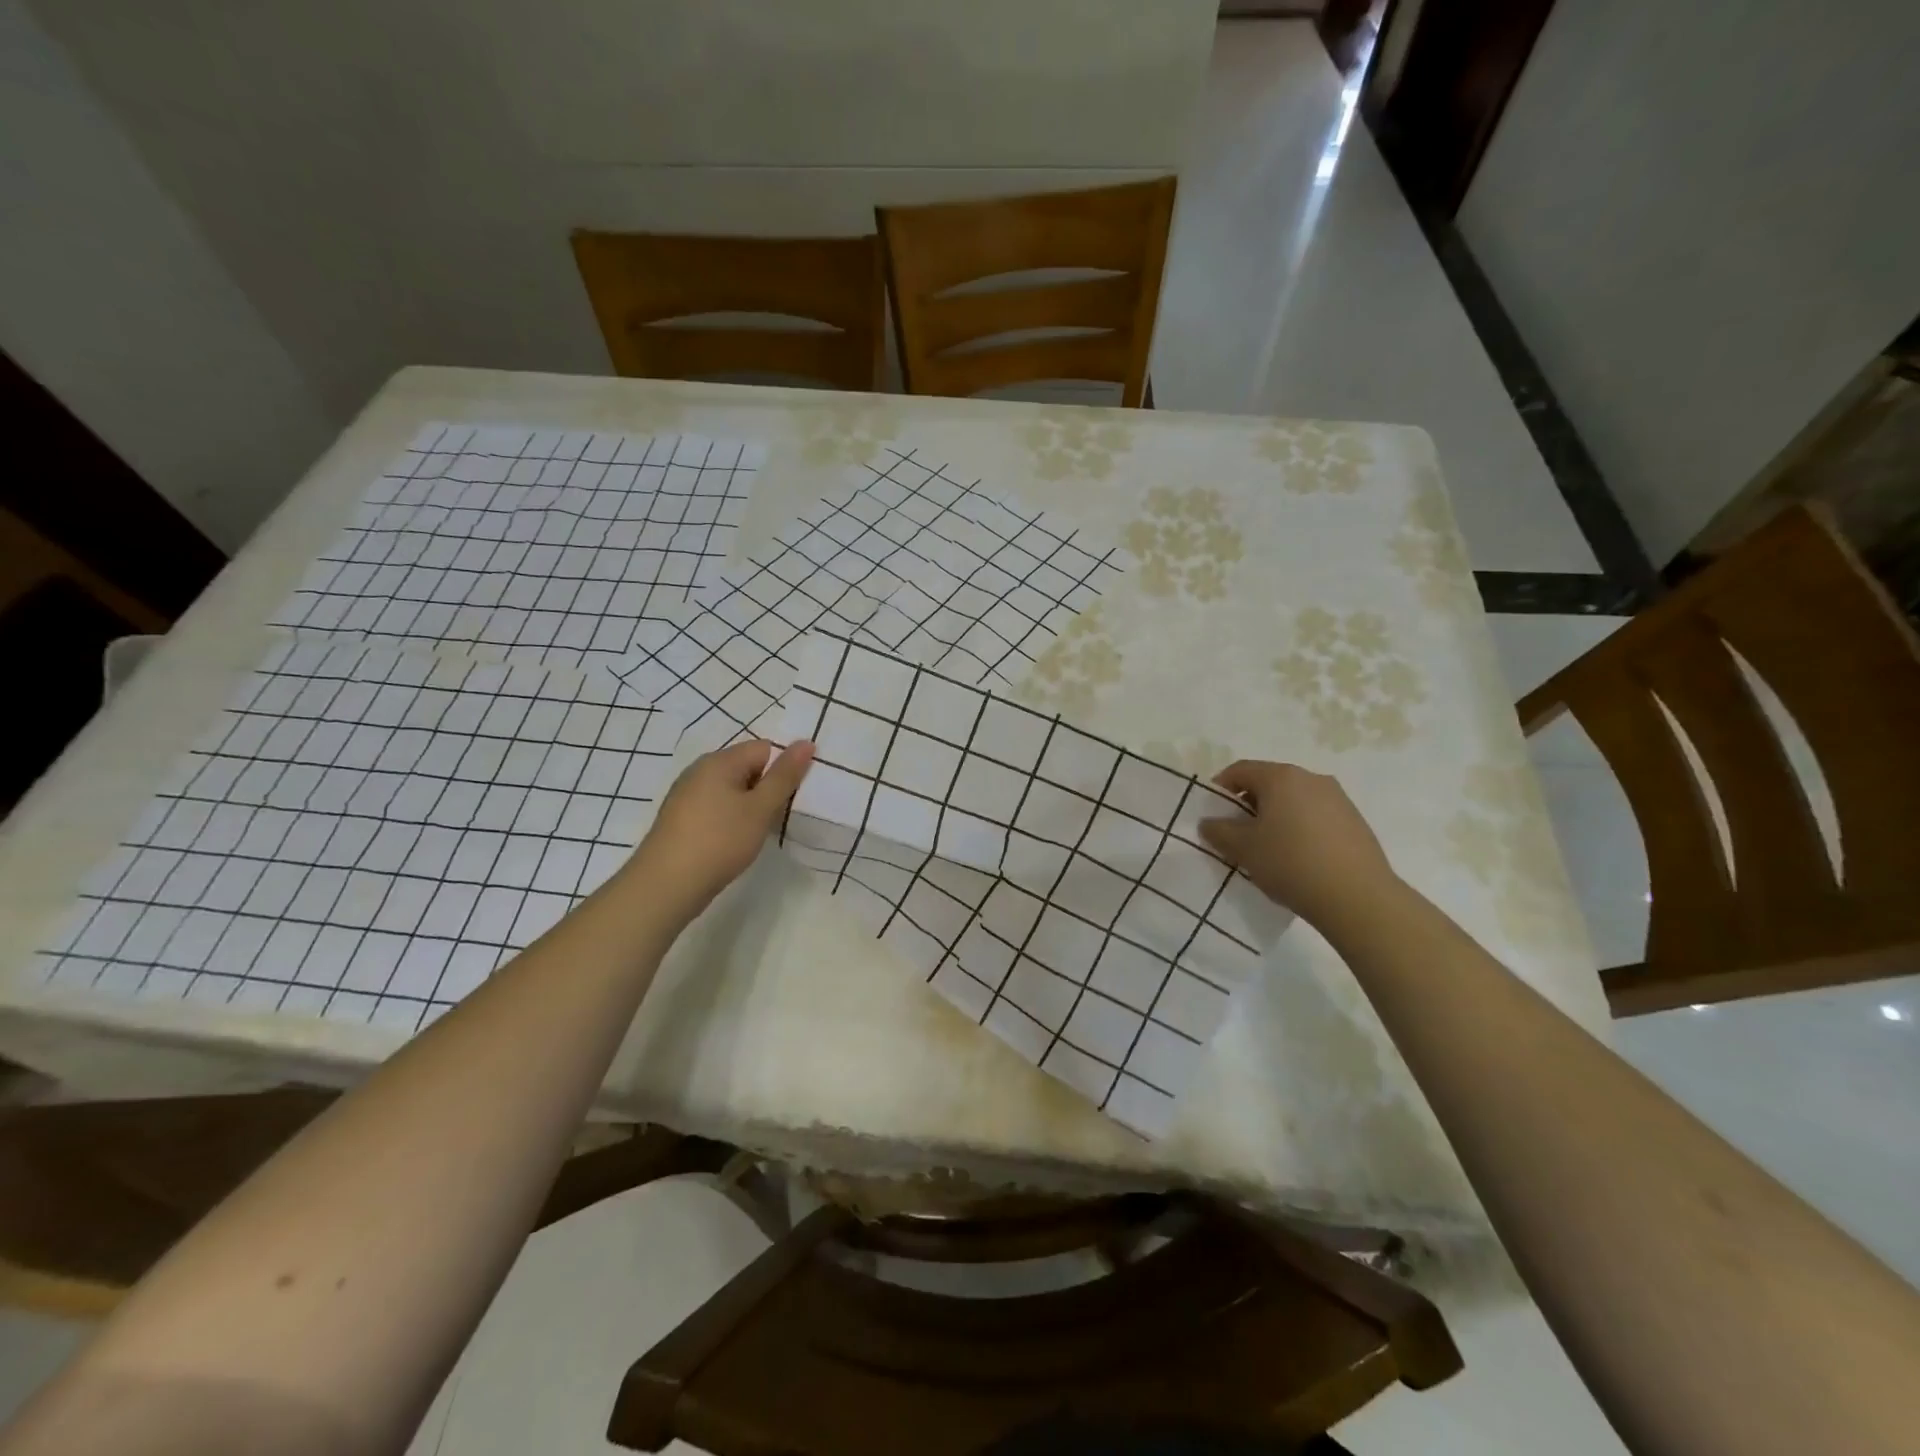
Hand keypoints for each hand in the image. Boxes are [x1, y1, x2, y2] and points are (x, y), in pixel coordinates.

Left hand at [631, 739, 813, 919]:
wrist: (666, 885)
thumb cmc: (719, 840)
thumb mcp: (760, 808)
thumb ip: (784, 776)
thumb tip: (805, 742)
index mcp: (719, 760)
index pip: (764, 749)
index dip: (782, 770)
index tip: (790, 798)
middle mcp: (700, 770)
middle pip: (747, 767)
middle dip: (766, 789)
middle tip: (776, 816)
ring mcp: (687, 795)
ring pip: (731, 790)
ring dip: (749, 806)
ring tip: (757, 832)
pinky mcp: (681, 818)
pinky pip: (716, 807)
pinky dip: (730, 820)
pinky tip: (733, 841)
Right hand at [1198, 760, 1395, 928]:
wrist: (1358, 898)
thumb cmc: (1291, 863)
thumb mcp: (1243, 849)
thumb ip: (1219, 831)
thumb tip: (1209, 822)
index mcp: (1281, 777)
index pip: (1240, 770)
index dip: (1220, 788)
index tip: (1212, 813)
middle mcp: (1312, 778)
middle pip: (1269, 783)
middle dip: (1249, 804)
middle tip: (1237, 833)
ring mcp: (1338, 798)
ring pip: (1294, 800)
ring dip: (1276, 816)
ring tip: (1268, 848)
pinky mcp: (1355, 821)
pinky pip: (1316, 816)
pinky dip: (1300, 828)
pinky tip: (1298, 858)